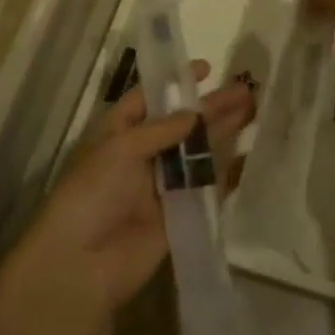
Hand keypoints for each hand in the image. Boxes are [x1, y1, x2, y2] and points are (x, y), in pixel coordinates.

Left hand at [16, 63, 256, 315]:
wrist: (81, 265)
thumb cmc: (92, 194)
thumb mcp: (121, 149)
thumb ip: (161, 130)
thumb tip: (195, 115)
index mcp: (119, 132)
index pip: (149, 99)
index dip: (175, 82)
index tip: (207, 69)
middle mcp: (141, 154)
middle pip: (181, 124)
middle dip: (211, 107)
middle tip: (244, 89)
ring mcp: (162, 185)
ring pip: (198, 152)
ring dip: (224, 132)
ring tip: (253, 110)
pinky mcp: (179, 213)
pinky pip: (206, 188)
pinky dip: (227, 174)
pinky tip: (249, 158)